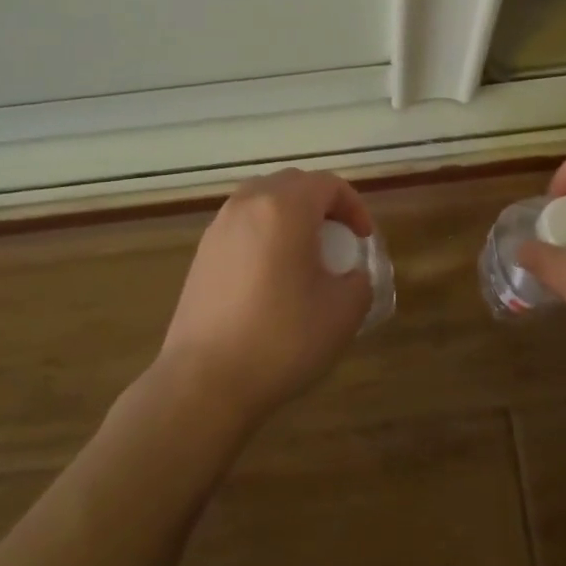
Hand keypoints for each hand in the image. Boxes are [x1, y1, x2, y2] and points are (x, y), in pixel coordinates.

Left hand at [156, 168, 374, 427]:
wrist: (205, 382)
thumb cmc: (282, 339)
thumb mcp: (343, 312)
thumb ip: (359, 282)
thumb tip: (351, 275)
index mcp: (285, 207)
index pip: (328, 184)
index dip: (354, 206)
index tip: (363, 240)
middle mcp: (248, 204)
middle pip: (292, 183)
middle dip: (322, 204)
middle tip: (338, 240)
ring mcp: (219, 227)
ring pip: (263, 200)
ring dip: (290, 216)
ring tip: (304, 255)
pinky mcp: (202, 253)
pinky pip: (242, 225)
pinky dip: (264, 234)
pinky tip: (271, 276)